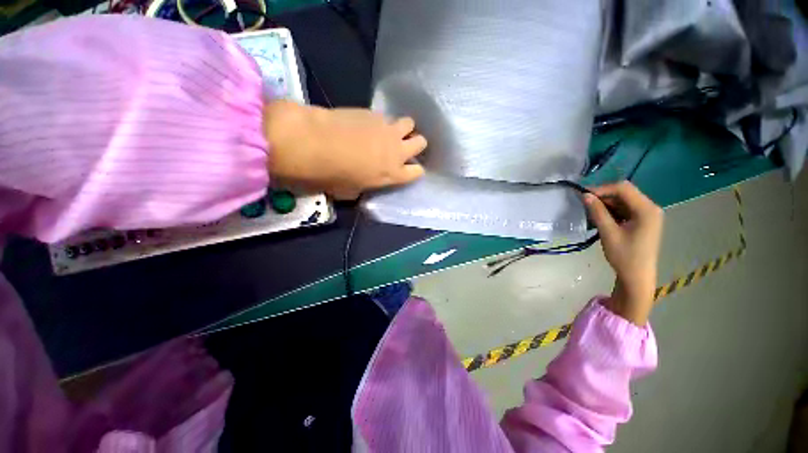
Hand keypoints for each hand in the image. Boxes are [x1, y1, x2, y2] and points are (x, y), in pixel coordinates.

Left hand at [264, 100, 427, 199]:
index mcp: (393, 174)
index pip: (417, 172)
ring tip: (390, 131)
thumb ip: (365, 185)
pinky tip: (370, 123)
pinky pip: (387, 116)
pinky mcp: (374, 113)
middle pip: (420, 143)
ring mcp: (388, 129)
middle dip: (415, 144)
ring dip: (403, 128)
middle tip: (402, 146)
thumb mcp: (351, 191)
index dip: (414, 170)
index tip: (408, 169)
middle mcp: (397, 151)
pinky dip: (383, 121)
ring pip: (409, 124)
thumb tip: (364, 181)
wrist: (315, 142)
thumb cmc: (332, 175)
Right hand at [583, 181, 663, 324]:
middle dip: (604, 196)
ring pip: (624, 201)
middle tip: (584, 203)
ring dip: (607, 204)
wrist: (637, 276)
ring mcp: (648, 215)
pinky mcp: (643, 221)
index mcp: (646, 210)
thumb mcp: (609, 233)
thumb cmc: (624, 256)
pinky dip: (612, 211)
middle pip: (625, 193)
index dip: (602, 189)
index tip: (584, 196)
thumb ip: (598, 212)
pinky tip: (601, 218)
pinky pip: (626, 209)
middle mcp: (650, 208)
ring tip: (590, 211)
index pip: (623, 188)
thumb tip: (585, 196)